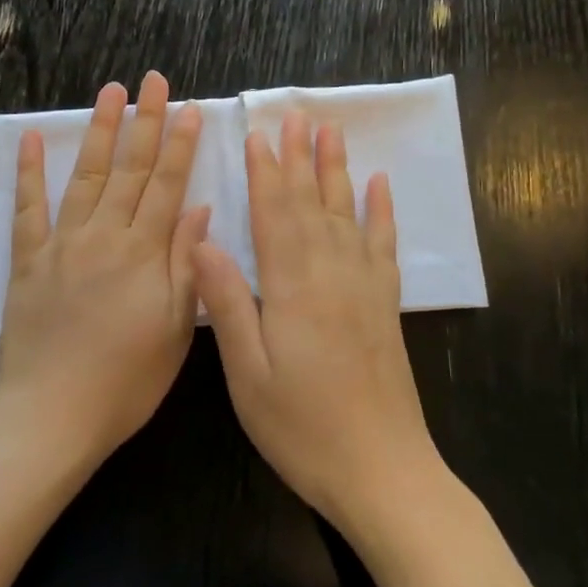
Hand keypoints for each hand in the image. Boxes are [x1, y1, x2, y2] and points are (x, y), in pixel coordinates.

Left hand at [0, 71, 207, 467]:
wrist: (51, 416)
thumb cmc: (125, 380)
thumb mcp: (174, 330)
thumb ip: (186, 264)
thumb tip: (199, 208)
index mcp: (143, 254)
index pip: (166, 186)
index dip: (179, 145)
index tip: (188, 107)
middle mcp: (103, 236)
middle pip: (129, 169)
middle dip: (145, 121)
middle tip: (153, 80)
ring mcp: (61, 244)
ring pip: (85, 176)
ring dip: (99, 130)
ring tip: (110, 91)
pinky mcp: (28, 259)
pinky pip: (28, 208)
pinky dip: (29, 171)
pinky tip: (32, 138)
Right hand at [192, 111, 443, 533]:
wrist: (382, 472)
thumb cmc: (302, 427)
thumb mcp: (248, 373)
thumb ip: (229, 302)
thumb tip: (202, 240)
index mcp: (292, 286)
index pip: (275, 213)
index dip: (264, 171)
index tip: (257, 132)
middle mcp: (332, 273)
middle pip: (312, 202)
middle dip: (300, 156)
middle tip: (295, 114)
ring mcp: (364, 287)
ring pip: (347, 212)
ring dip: (337, 169)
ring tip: (331, 130)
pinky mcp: (385, 305)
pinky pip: (383, 245)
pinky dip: (381, 211)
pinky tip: (379, 185)